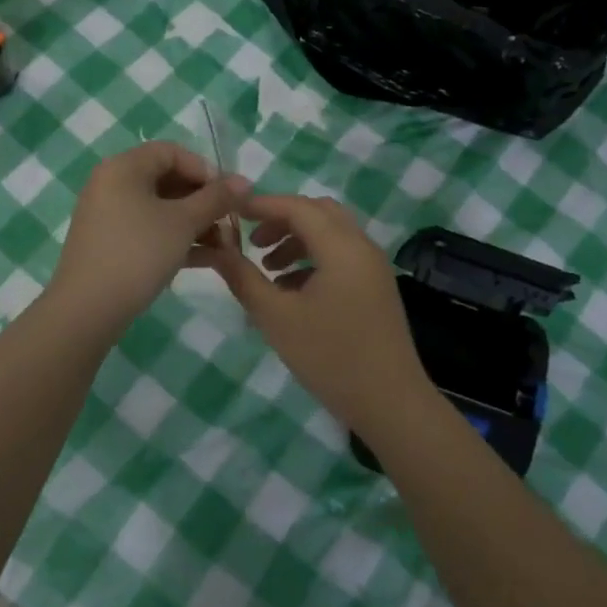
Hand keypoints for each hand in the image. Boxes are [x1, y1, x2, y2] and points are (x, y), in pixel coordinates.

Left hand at [49, 141, 247, 331]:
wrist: (87, 309)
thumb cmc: (138, 253)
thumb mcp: (183, 222)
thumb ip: (216, 198)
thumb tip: (245, 182)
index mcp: (124, 168)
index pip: (172, 152)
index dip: (205, 169)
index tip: (228, 195)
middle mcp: (113, 184)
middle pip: (168, 180)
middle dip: (205, 201)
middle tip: (231, 221)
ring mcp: (110, 216)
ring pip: (162, 209)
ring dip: (197, 223)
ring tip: (226, 245)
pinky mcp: (112, 244)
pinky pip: (151, 231)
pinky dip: (178, 239)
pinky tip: (209, 259)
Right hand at [202, 195, 430, 436]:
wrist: (390, 402)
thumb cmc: (330, 357)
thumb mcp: (277, 318)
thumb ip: (244, 278)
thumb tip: (217, 249)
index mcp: (341, 246)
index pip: (298, 206)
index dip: (263, 205)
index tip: (232, 211)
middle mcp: (362, 246)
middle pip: (318, 212)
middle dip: (282, 219)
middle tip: (252, 239)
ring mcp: (373, 266)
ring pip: (331, 232)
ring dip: (297, 239)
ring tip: (267, 267)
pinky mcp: (376, 285)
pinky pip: (342, 254)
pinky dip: (314, 257)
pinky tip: (291, 288)